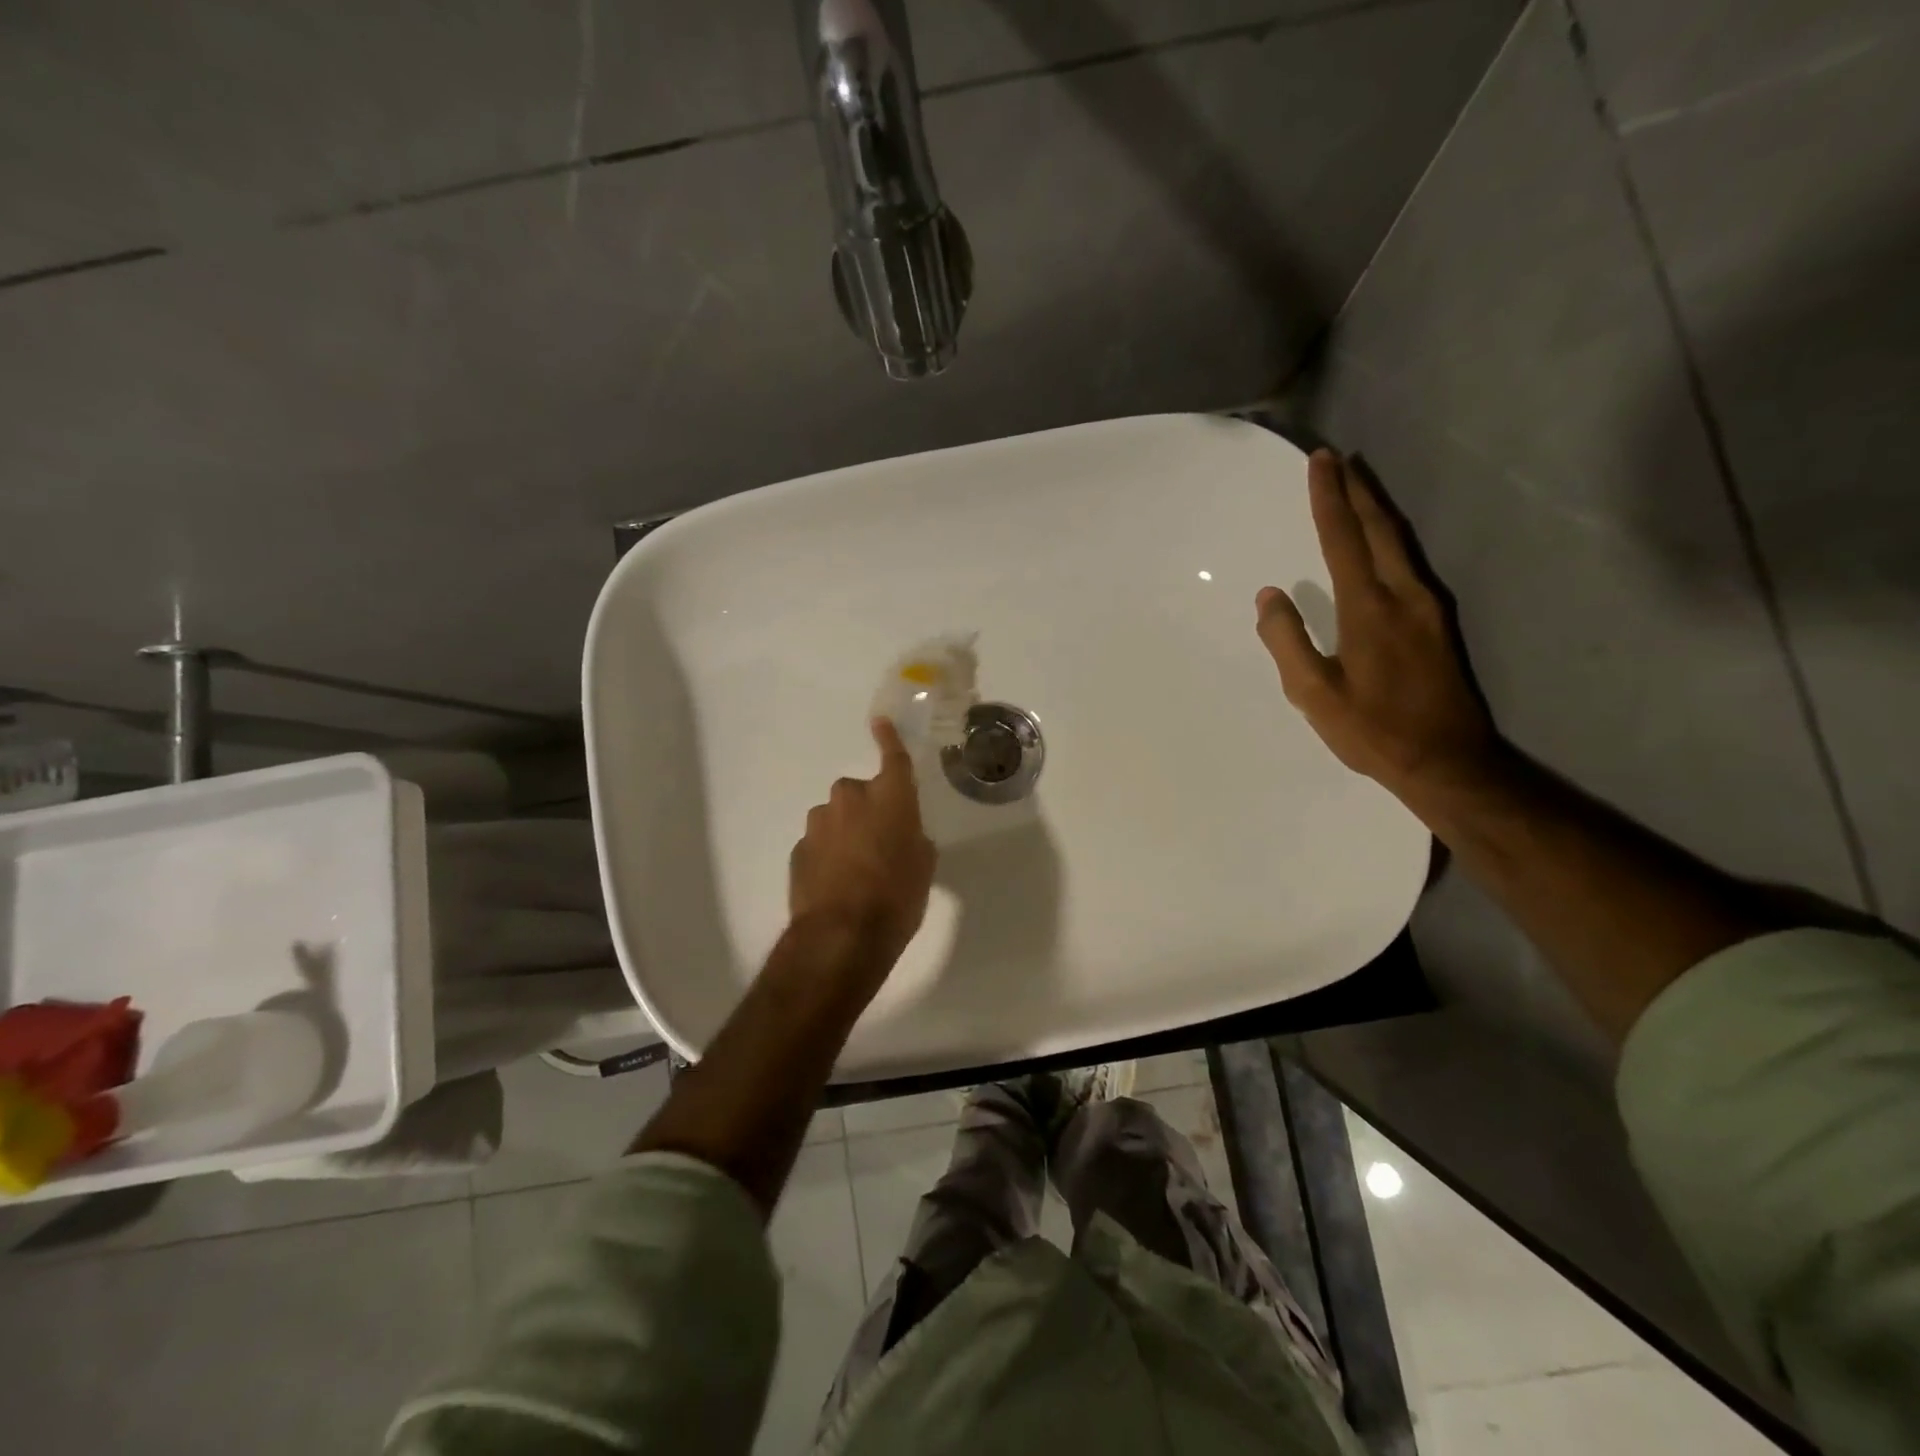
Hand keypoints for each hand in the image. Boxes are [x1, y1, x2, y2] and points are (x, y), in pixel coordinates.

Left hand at [789, 718, 937, 966]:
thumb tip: (903, 835)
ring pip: (836, 817)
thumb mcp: (923, 868)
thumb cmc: (896, 897)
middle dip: (868, 810)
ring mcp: (819, 822)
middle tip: (880, 844)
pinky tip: (836, 884)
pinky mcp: (798, 848)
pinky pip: (819, 842)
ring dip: (845, 832)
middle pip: (860, 793)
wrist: (841, 935)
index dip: (888, 739)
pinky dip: (828, 854)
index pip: (893, 757)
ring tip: (856, 871)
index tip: (879, 722)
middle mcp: (851, 799)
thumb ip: (914, 839)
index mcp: (890, 797)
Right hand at [1255, 450, 1500, 797]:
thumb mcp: (1313, 694)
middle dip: (1357, 490)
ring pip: (1399, 542)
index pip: (1343, 539)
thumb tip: (1270, 596)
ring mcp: (1428, 606)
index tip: (1319, 462)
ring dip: (1377, 509)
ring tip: (1359, 486)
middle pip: (1379, 529)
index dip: (1329, 499)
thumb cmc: (1371, 729)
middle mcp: (1403, 595)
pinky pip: (1410, 562)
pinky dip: (1390, 537)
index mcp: (1368, 608)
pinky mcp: (1438, 622)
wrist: (1446, 761)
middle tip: (1339, 461)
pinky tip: (1383, 540)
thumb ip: (1288, 641)